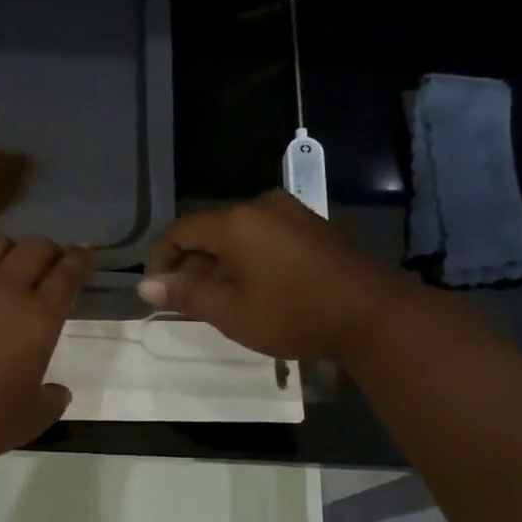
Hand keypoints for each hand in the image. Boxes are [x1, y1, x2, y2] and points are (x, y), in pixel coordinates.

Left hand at [0, 236, 92, 466]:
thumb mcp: (30, 420)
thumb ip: (51, 401)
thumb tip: (59, 391)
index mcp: (38, 318)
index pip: (68, 273)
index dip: (80, 259)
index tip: (84, 254)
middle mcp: (5, 289)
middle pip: (36, 248)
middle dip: (49, 251)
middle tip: (49, 264)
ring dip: (11, 249)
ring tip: (9, 264)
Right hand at [139, 191, 412, 360]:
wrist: (374, 315)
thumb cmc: (295, 315)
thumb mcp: (232, 313)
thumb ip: (187, 295)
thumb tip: (147, 286)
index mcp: (236, 222)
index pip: (179, 231)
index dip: (160, 259)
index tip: (157, 291)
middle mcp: (260, 206)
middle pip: (209, 230)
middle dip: (191, 264)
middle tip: (187, 302)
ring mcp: (291, 212)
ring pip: (237, 234)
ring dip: (219, 263)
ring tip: (219, 300)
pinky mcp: (312, 225)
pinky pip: (263, 235)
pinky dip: (247, 258)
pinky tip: (253, 288)